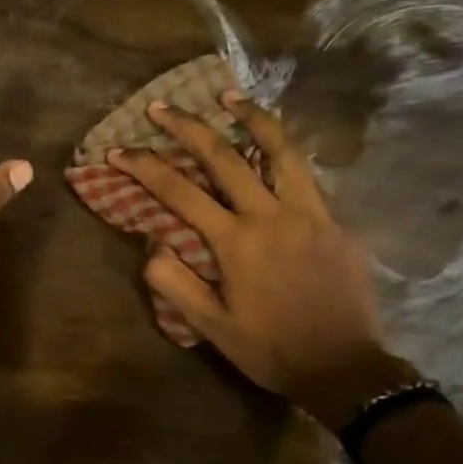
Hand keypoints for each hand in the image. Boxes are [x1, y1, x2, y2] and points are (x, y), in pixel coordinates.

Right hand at [108, 91, 406, 424]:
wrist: (345, 368)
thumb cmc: (270, 349)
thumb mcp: (210, 327)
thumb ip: (175, 282)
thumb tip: (152, 242)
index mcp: (236, 242)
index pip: (179, 192)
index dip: (144, 167)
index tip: (118, 150)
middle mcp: (271, 216)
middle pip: (225, 157)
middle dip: (188, 127)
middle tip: (161, 107)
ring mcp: (310, 214)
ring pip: (279, 150)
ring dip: (251, 118)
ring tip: (229, 96)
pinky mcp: (335, 222)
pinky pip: (306, 175)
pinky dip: (284, 152)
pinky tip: (274, 146)